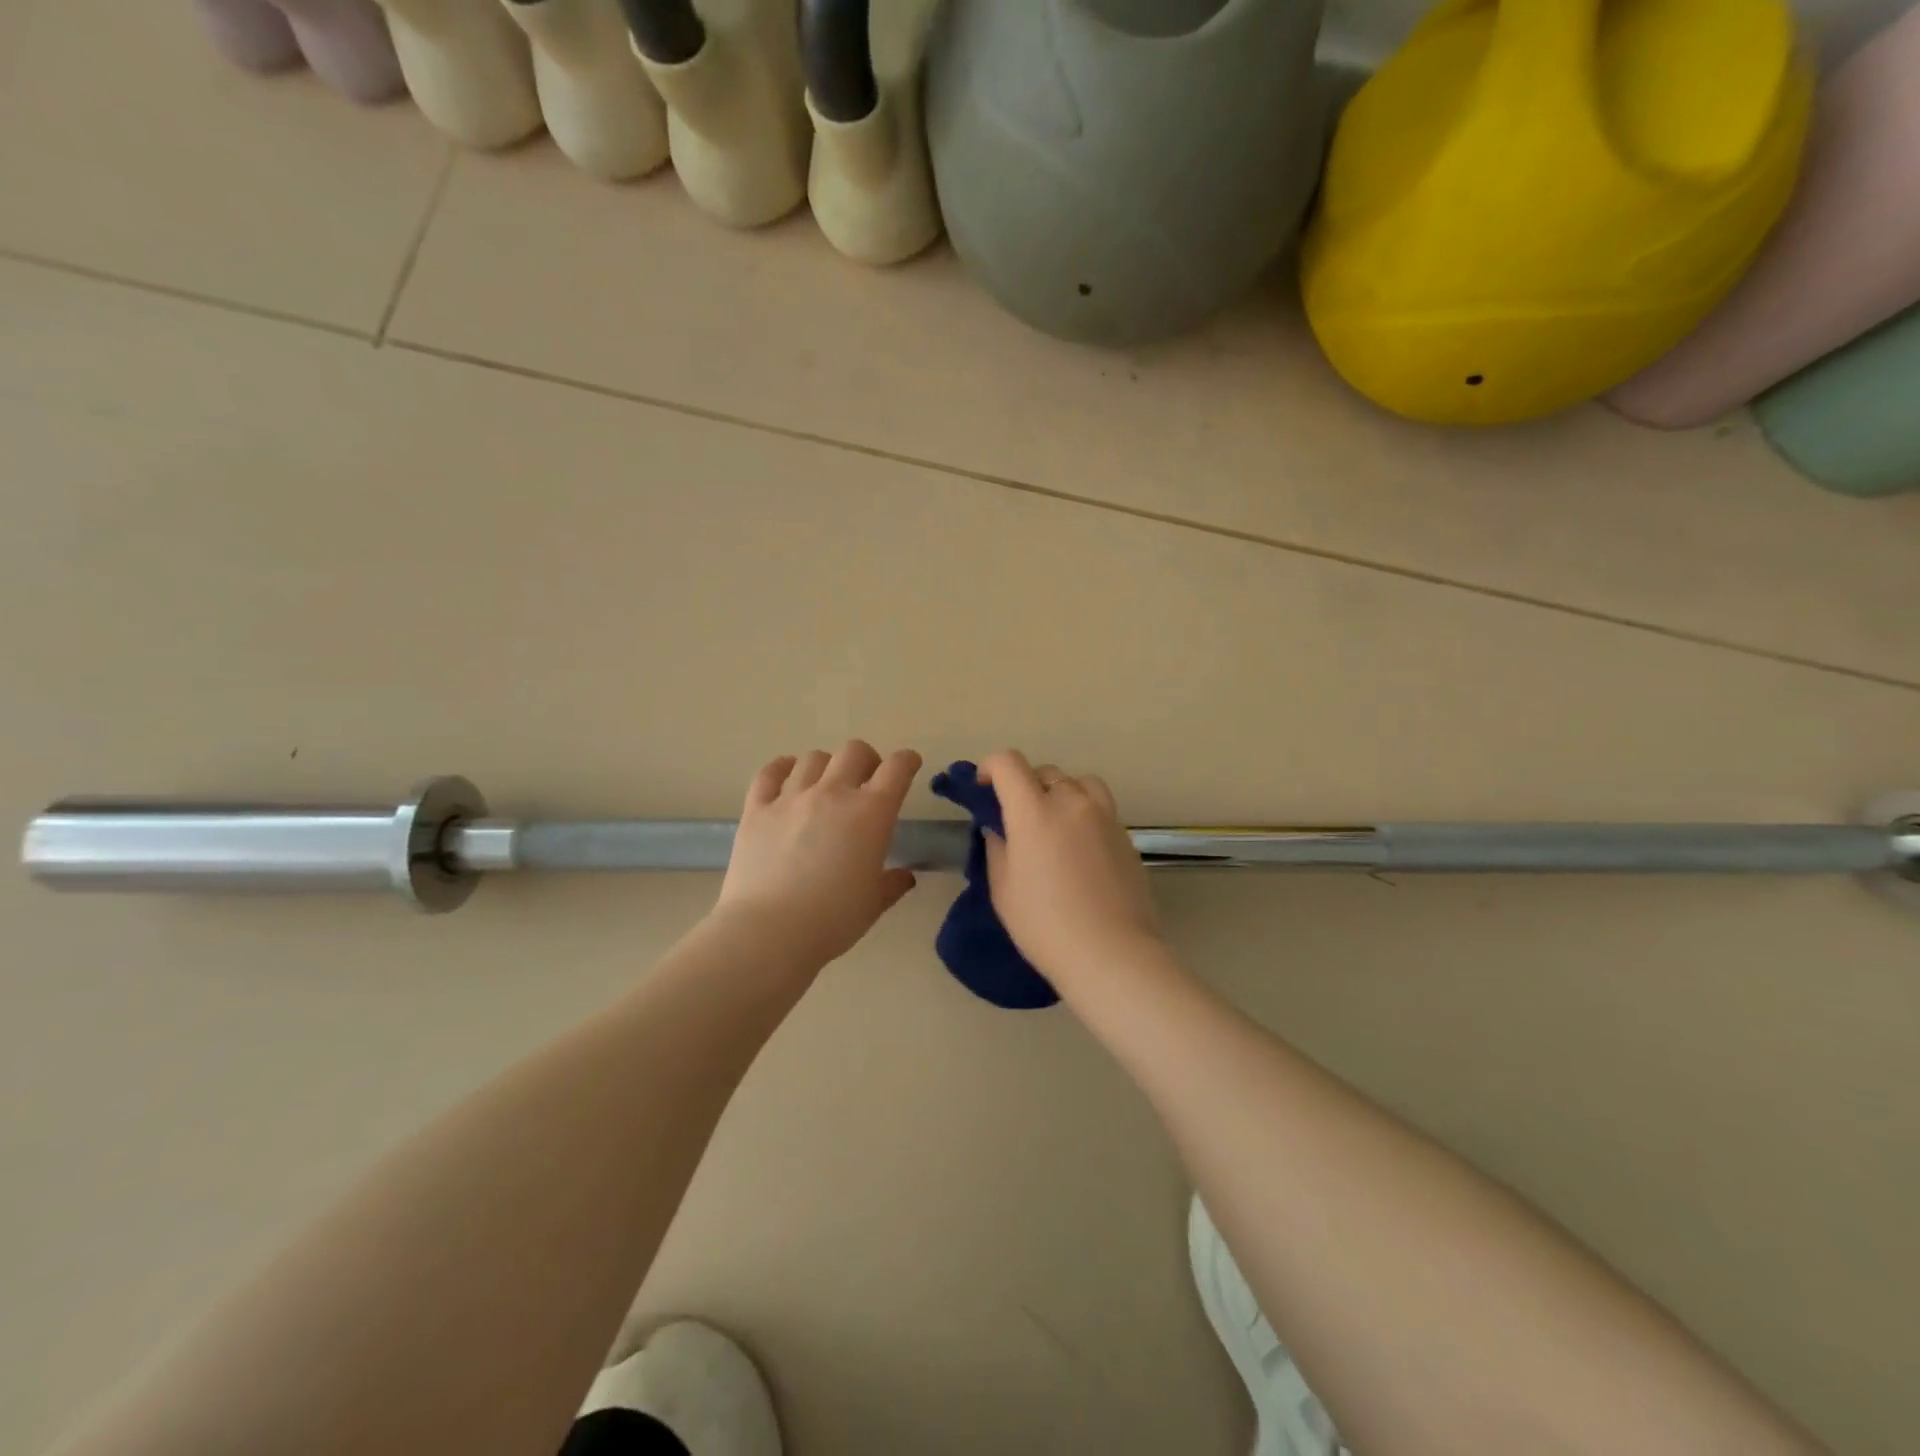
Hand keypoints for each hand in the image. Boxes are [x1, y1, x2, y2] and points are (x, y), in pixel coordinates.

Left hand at [712, 740, 922, 965]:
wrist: (769, 931)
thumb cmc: (832, 920)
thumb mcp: (873, 904)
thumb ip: (892, 884)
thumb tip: (904, 876)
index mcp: (870, 814)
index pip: (896, 769)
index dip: (906, 761)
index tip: (908, 765)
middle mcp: (833, 794)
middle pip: (854, 751)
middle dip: (867, 760)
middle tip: (866, 781)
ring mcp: (791, 798)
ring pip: (813, 758)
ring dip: (826, 766)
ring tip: (824, 785)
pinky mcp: (757, 809)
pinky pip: (770, 772)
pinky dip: (782, 768)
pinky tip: (786, 775)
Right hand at [979, 750, 1164, 982]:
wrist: (1111, 953)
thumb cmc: (1045, 926)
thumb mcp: (1004, 890)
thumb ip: (997, 849)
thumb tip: (999, 829)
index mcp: (1034, 812)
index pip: (1009, 763)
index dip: (991, 767)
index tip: (984, 788)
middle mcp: (1071, 803)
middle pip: (1044, 772)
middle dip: (1024, 786)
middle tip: (1017, 818)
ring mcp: (1104, 816)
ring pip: (1078, 783)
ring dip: (1060, 792)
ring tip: (1054, 823)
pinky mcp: (1126, 835)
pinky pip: (1100, 808)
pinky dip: (1084, 813)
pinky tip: (1079, 849)